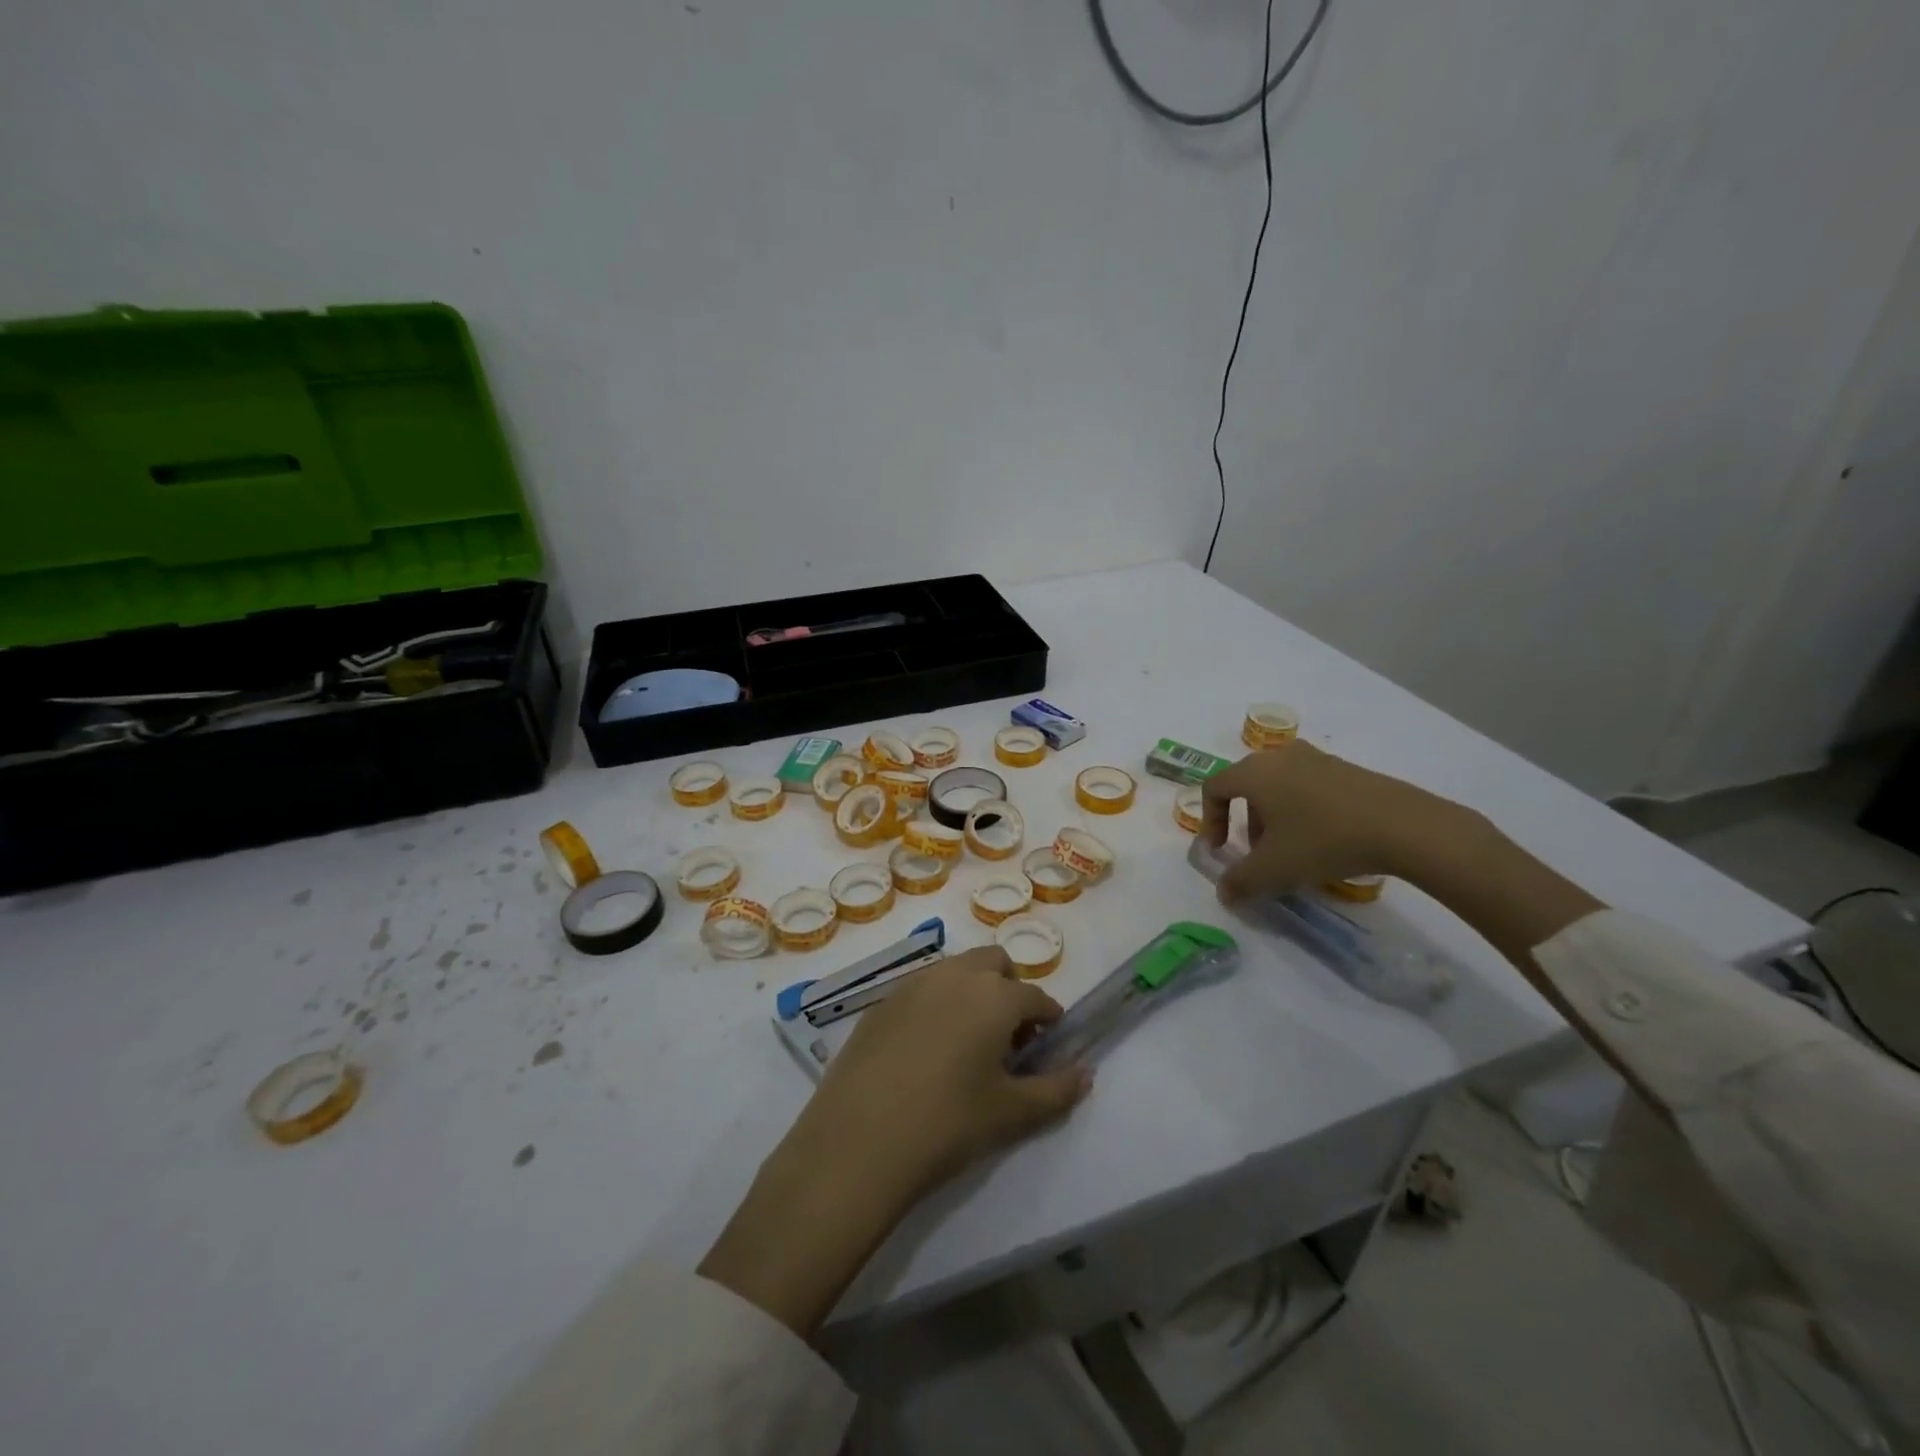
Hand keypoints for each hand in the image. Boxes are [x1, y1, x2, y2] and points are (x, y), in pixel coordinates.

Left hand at [698, 948, 1090, 1337]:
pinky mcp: (880, 1001)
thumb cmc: (947, 1124)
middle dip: (1009, 990)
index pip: (1035, 996)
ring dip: (972, 991)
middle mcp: (955, 975)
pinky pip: (921, 988)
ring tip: (966, 1043)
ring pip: (955, 970)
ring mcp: (913, 983)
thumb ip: (1057, 1090)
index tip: (1048, 1044)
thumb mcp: (1011, 1114)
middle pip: (994, 964)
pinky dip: (936, 1004)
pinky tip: (925, 1050)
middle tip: (1006, 1038)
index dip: (1048, 1019)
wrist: (858, 1140)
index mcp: (994, 995)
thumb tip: (1085, 1071)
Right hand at [1201, 740, 1456, 901]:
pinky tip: (1324, 840)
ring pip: (1279, 786)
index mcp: (1254, 772)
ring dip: (1274, 817)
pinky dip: (1302, 810)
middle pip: (1247, 786)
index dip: (1210, 821)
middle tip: (1258, 853)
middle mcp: (1280, 756)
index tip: (1221, 851)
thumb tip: (1224, 893)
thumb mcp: (1274, 870)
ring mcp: (1316, 758)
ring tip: (1292, 850)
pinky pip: (1308, 786)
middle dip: (1245, 822)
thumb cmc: (1323, 840)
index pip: (1215, 788)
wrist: (1403, 826)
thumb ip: (1240, 882)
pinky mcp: (1346, 768)